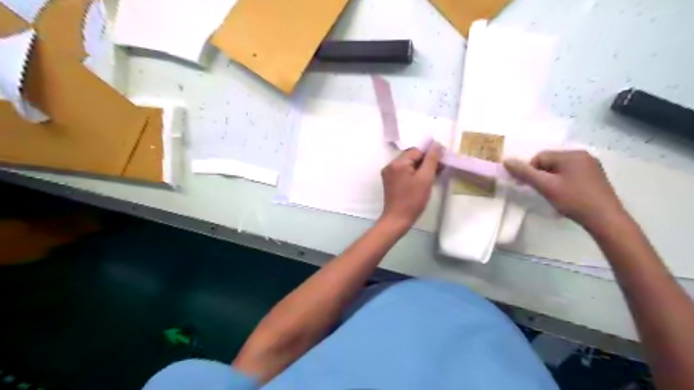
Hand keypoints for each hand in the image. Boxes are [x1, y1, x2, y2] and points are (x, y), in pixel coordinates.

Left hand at [381, 145, 440, 227]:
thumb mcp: (425, 178)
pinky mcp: (390, 181)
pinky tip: (423, 181)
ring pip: (408, 164)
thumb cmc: (413, 200)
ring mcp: (388, 173)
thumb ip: (431, 159)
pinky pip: (404, 172)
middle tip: (440, 169)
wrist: (398, 219)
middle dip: (426, 161)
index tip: (442, 163)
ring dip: (421, 167)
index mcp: (397, 162)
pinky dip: (414, 174)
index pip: (417, 151)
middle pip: (412, 156)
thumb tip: (436, 144)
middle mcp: (390, 165)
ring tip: (434, 175)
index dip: (430, 155)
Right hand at [506, 151, 628, 229]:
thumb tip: (506, 160)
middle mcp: (583, 155)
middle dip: (542, 175)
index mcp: (571, 154)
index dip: (531, 171)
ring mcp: (591, 166)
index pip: (540, 157)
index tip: (531, 187)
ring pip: (560, 169)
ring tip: (554, 194)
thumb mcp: (546, 186)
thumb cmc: (574, 200)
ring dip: (551, 180)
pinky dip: (563, 182)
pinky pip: (571, 174)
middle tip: (543, 191)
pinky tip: (566, 195)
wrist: (605, 219)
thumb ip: (525, 173)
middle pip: (550, 161)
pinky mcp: (595, 176)